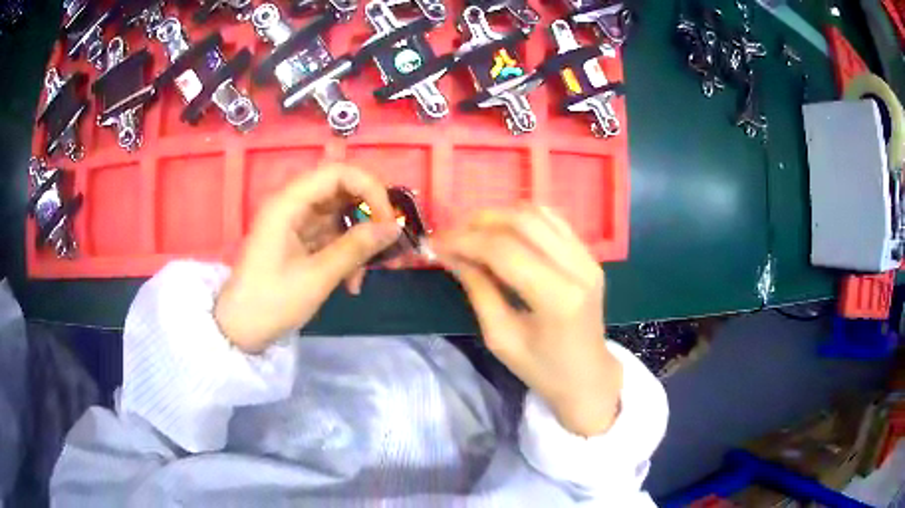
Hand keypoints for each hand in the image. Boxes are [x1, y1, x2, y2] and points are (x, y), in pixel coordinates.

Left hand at [214, 164, 400, 352]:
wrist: (241, 330)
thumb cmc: (271, 302)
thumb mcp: (317, 277)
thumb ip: (356, 248)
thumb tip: (394, 227)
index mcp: (289, 203)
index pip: (338, 173)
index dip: (370, 189)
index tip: (388, 221)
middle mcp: (293, 204)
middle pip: (342, 191)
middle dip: (369, 216)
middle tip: (388, 243)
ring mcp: (296, 222)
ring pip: (340, 216)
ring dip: (359, 242)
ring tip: (364, 276)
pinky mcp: (300, 240)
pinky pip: (332, 236)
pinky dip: (346, 255)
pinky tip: (351, 284)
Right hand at [434, 205, 622, 435]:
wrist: (588, 377)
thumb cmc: (543, 369)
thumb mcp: (501, 338)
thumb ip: (478, 290)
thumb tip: (451, 255)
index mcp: (557, 298)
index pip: (504, 251)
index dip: (464, 241)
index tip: (435, 243)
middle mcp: (578, 268)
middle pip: (522, 222)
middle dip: (479, 224)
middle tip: (452, 238)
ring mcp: (588, 258)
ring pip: (538, 214)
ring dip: (499, 218)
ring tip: (474, 235)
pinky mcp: (589, 256)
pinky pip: (553, 221)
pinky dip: (522, 220)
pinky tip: (504, 235)